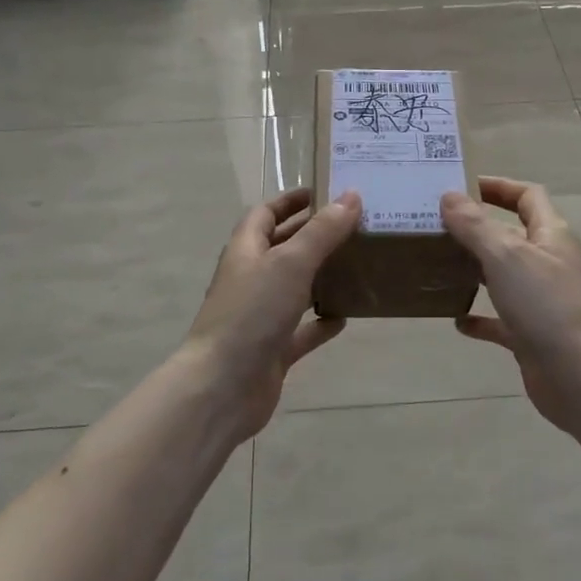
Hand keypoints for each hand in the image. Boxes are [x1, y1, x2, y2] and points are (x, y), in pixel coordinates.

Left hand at [182, 187, 361, 440]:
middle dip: (312, 235)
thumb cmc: (252, 314)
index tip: (322, 192)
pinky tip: (346, 317)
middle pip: (281, 248)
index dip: (290, 201)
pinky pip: (301, 330)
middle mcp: (251, 279)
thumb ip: (322, 232)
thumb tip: (351, 196)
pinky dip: (321, 322)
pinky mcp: (272, 350)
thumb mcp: (290, 263)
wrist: (223, 388)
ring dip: (320, 277)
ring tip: (357, 265)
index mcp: (246, 251)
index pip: (265, 214)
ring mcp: (260, 316)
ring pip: (294, 288)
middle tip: (352, 226)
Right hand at [441, 177, 580, 434]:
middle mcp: (549, 263)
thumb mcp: (505, 256)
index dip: (498, 187)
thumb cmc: (545, 305)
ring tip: (439, 266)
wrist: (579, 376)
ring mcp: (542, 300)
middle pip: (512, 235)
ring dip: (475, 270)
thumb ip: (475, 226)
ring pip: (504, 276)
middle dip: (477, 229)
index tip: (462, 186)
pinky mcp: (533, 333)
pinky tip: (456, 321)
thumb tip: (449, 197)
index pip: (527, 196)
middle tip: (437, 226)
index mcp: (551, 235)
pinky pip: (501, 320)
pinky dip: (480, 317)